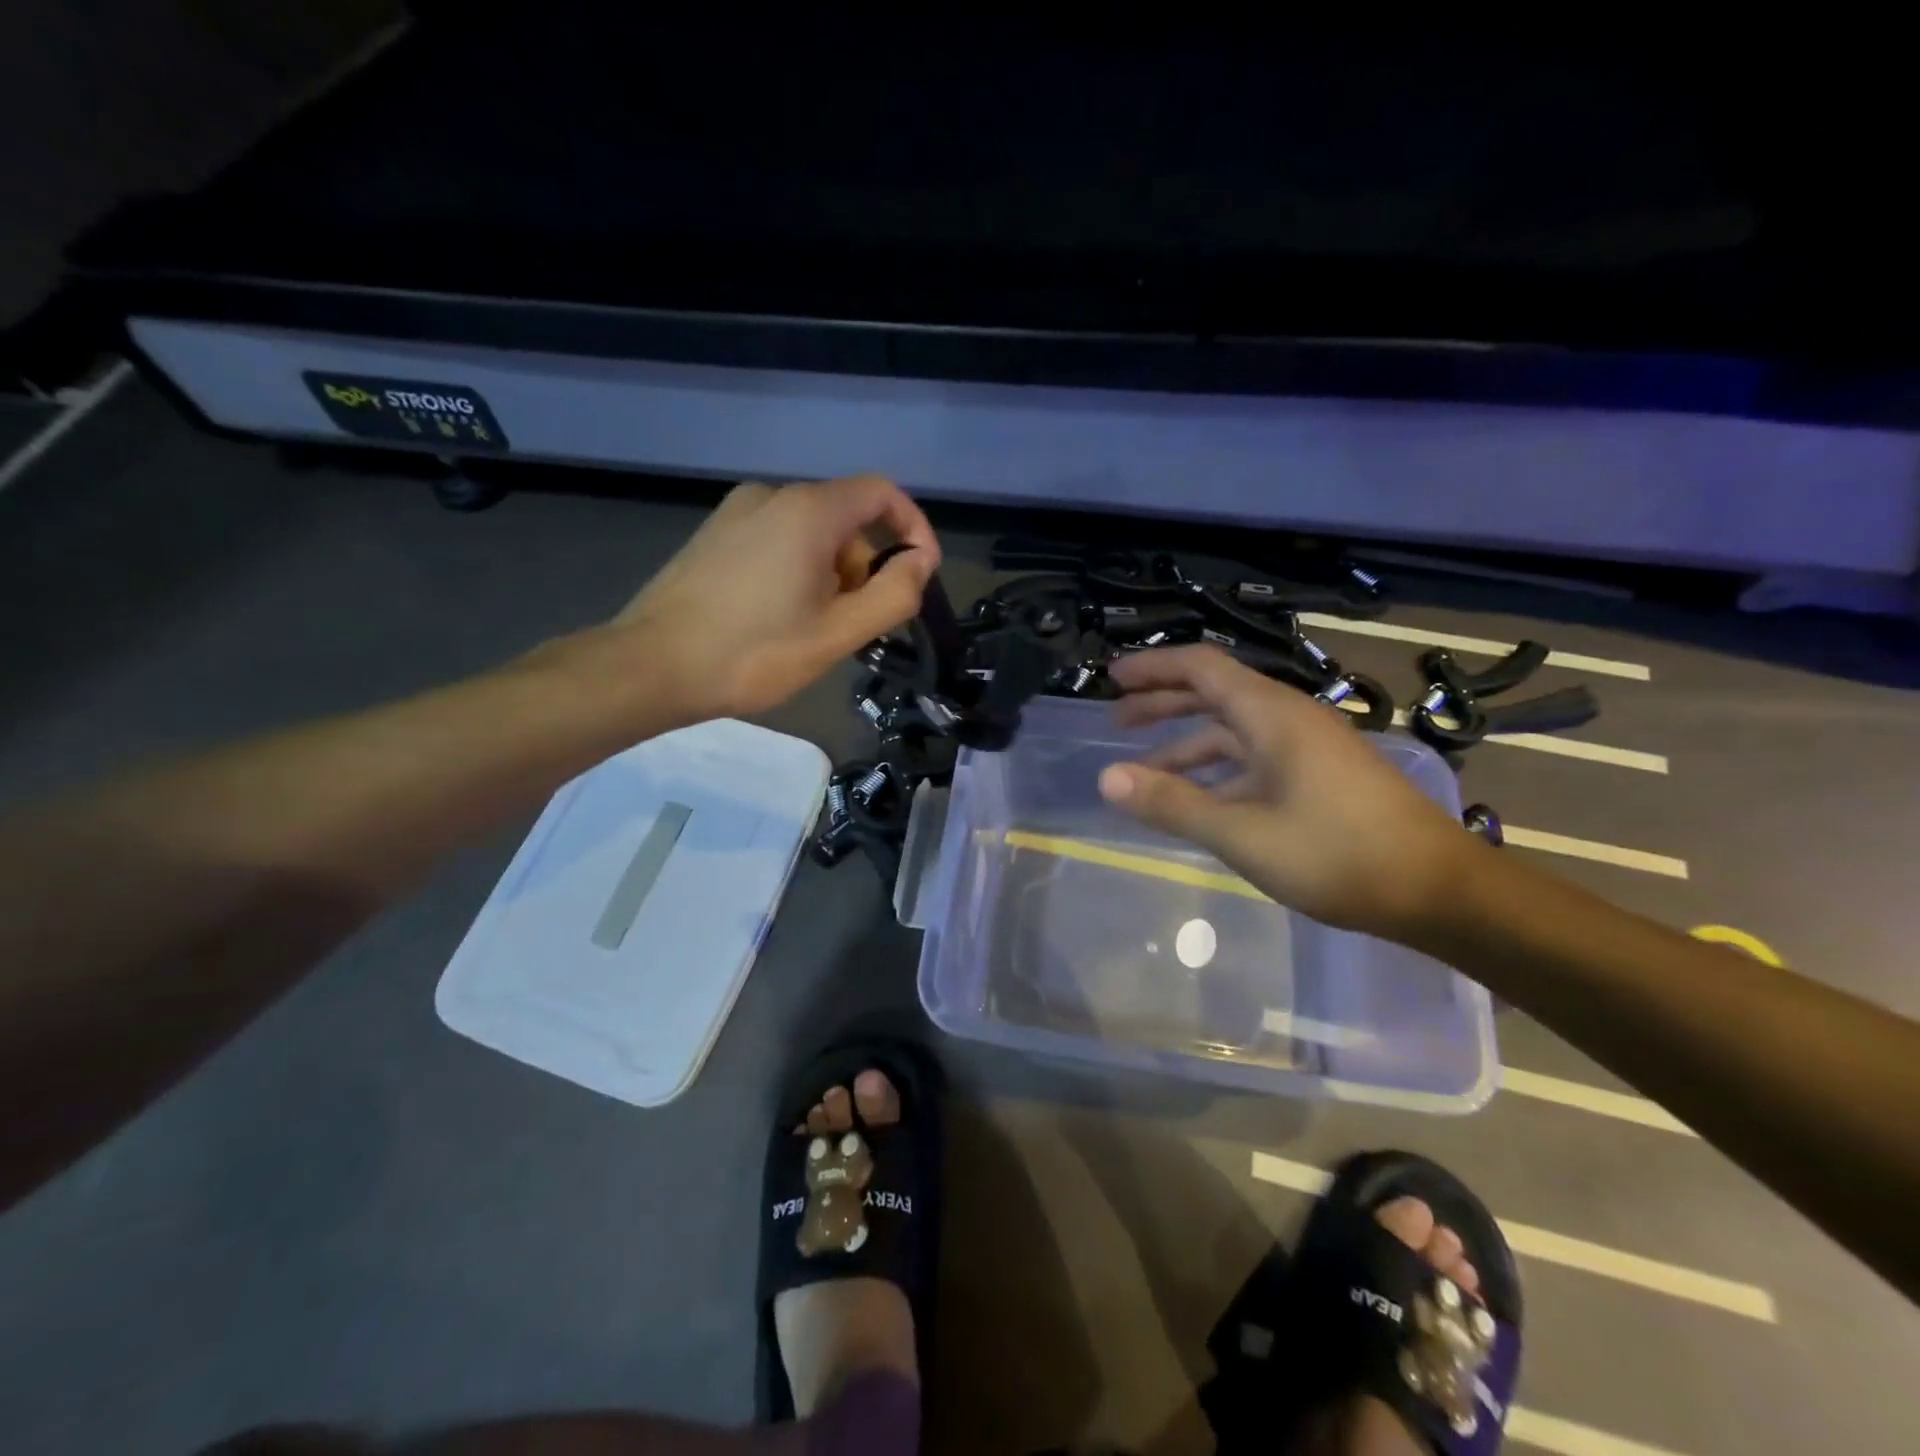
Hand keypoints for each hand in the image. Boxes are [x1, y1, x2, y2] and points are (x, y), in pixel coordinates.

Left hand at [610, 475, 939, 720]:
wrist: (650, 666)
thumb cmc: (753, 652)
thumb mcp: (838, 633)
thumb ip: (894, 594)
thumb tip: (920, 562)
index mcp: (808, 510)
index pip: (882, 493)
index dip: (913, 529)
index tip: (919, 576)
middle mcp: (772, 496)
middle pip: (846, 519)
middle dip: (865, 568)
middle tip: (856, 625)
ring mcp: (736, 512)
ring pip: (811, 534)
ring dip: (832, 576)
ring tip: (814, 630)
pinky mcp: (714, 535)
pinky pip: (777, 541)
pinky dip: (798, 572)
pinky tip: (779, 619)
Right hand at [1096, 645, 1474, 937]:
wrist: (1438, 890)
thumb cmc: (1337, 855)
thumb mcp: (1243, 834)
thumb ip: (1173, 803)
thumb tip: (1107, 778)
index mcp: (1272, 715)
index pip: (1202, 667)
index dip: (1153, 667)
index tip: (1110, 678)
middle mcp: (1289, 717)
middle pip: (1214, 692)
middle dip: (1162, 701)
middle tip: (1116, 719)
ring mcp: (1308, 746)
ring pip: (1234, 730)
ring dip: (1186, 742)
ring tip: (1144, 767)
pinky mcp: (1319, 774)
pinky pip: (1254, 756)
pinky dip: (1217, 769)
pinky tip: (1199, 798)